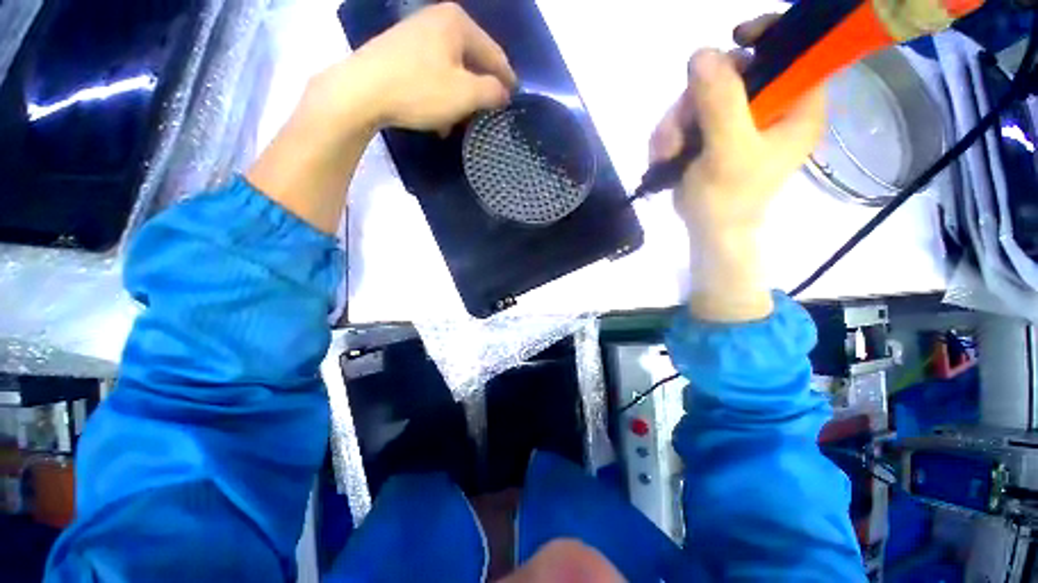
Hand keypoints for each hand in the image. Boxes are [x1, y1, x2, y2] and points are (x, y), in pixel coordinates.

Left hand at [314, 3, 516, 132]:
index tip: (514, 100)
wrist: (361, 91)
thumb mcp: (465, 94)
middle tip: (487, 114)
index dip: (507, 80)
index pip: (495, 54)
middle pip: (472, 61)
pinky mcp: (401, 50)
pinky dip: (441, 94)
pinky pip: (433, 73)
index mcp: (458, 23)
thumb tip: (503, 92)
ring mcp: (417, 33)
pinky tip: (439, 116)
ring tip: (462, 122)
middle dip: (480, 91)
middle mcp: (438, 19)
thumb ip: (492, 91)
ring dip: (460, 97)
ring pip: (452, 70)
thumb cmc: (420, 90)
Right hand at [649, 15, 825, 320]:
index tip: (735, 39)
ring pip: (703, 94)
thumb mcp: (728, 152)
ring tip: (666, 152)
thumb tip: (702, 53)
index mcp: (797, 107)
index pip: (795, 50)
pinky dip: (671, 132)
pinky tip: (665, 154)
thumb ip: (721, 103)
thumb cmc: (728, 199)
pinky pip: (688, 114)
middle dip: (698, 97)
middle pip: (735, 70)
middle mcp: (771, 105)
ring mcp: (739, 118)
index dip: (768, 35)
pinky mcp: (714, 131)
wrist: (708, 230)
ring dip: (676, 121)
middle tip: (679, 127)